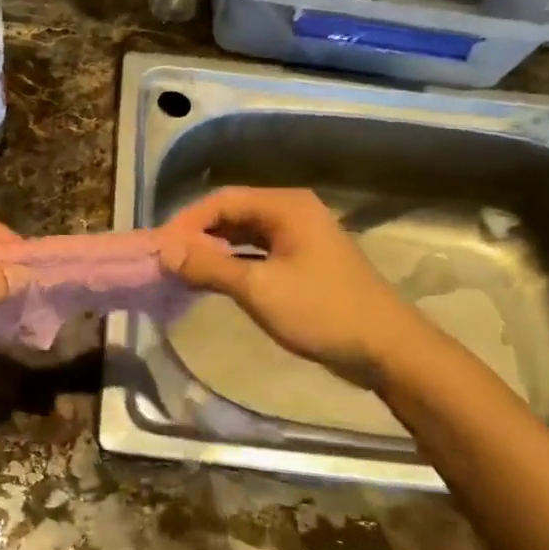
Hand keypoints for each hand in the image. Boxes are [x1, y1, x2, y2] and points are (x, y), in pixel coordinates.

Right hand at [159, 186, 421, 381]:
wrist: (388, 349)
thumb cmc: (322, 312)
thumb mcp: (259, 289)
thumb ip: (209, 266)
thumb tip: (165, 250)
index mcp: (285, 206)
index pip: (222, 200)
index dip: (187, 221)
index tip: (160, 248)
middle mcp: (293, 212)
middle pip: (233, 213)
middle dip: (198, 235)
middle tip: (168, 260)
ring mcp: (301, 237)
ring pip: (245, 234)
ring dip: (215, 250)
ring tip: (184, 271)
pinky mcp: (305, 261)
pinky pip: (259, 252)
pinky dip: (235, 263)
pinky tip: (215, 281)